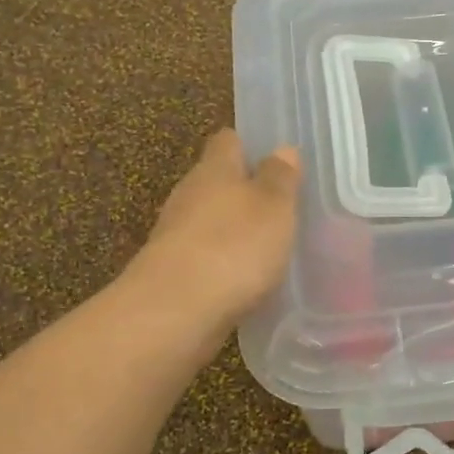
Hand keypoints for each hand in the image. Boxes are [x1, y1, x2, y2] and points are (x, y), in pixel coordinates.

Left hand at [130, 130, 301, 330]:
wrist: (175, 312)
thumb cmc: (234, 247)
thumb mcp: (274, 207)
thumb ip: (280, 178)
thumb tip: (282, 149)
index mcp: (214, 169)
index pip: (227, 141)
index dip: (248, 144)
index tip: (274, 158)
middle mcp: (189, 195)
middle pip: (216, 181)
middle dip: (243, 190)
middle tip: (279, 206)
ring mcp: (175, 235)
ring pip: (208, 220)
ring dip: (233, 229)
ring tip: (268, 244)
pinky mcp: (172, 272)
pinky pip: (204, 256)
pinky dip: (223, 262)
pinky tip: (245, 278)